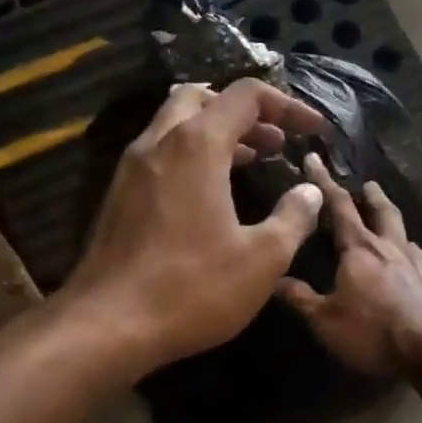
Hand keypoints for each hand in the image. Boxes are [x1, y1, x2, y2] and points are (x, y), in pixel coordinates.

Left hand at [62, 79, 326, 373]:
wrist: (108, 325)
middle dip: (244, 112)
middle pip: (201, 98)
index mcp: (196, 146)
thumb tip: (309, 192)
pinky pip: (160, 154)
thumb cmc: (192, 288)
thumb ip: (293, 218)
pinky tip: (211, 194)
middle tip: (274, 142)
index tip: (313, 129)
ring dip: (216, 133)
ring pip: (175, 124)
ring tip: (251, 161)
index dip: (287, 106)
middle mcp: (158, 143)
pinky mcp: (117, 196)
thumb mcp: (262, 259)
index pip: (245, 96)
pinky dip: (191, 155)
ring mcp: (131, 169)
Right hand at [277, 154, 421, 376]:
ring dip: (395, 225)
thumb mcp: (325, 320)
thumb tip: (275, 279)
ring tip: (391, 225)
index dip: (324, 182)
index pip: (339, 207)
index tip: (315, 159)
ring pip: (406, 235)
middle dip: (372, 196)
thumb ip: (301, 298)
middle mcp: (391, 248)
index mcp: (360, 249)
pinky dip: (414, 257)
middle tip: (369, 184)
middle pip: (382, 212)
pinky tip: (416, 267)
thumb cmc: (372, 331)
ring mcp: (420, 264)